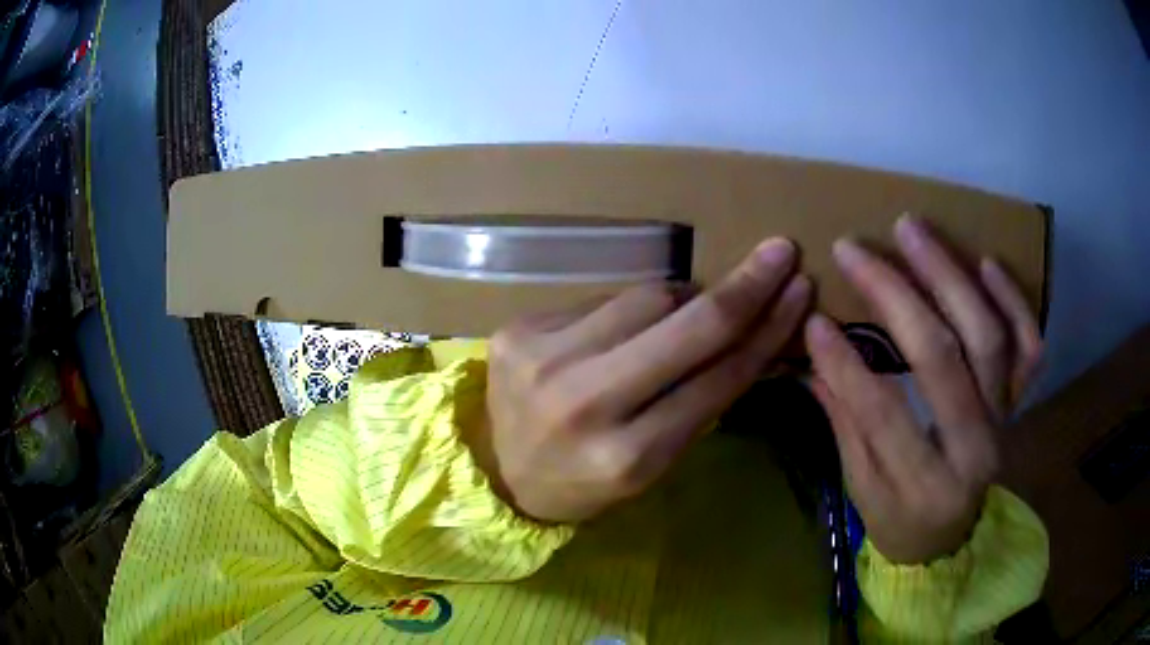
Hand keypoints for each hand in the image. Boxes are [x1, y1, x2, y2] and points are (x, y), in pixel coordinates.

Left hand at [477, 238, 811, 522]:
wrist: (497, 472)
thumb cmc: (584, 481)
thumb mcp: (651, 467)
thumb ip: (699, 405)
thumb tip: (747, 334)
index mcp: (628, 456)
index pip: (719, 379)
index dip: (767, 332)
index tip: (798, 294)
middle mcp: (585, 404)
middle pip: (688, 326)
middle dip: (746, 286)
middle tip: (780, 252)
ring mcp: (544, 359)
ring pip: (647, 296)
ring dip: (683, 297)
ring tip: (685, 312)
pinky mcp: (518, 329)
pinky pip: (602, 299)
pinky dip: (630, 309)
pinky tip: (625, 328)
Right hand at [805, 216, 1042, 563]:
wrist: (951, 537)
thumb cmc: (900, 519)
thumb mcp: (861, 489)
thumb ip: (845, 420)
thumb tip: (814, 353)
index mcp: (927, 486)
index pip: (883, 414)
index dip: (845, 364)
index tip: (815, 319)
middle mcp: (975, 449)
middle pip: (941, 358)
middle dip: (896, 295)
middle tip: (855, 249)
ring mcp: (1006, 419)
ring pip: (988, 337)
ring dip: (950, 276)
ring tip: (912, 230)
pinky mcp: (1019, 401)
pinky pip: (1029, 346)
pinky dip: (1014, 300)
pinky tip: (987, 262)